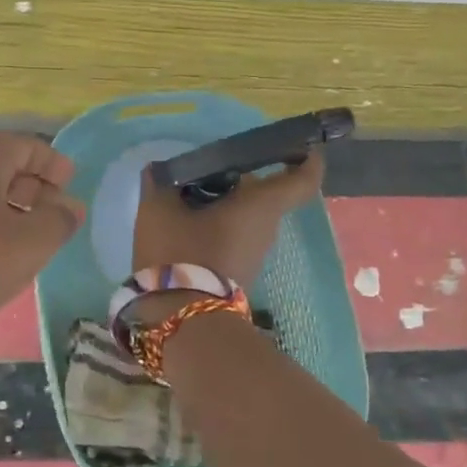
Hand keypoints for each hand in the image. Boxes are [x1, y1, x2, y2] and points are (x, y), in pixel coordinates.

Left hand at [0, 134, 85, 314]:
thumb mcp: (33, 241)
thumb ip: (60, 219)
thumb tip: (70, 207)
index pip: (26, 145)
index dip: (53, 164)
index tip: (71, 184)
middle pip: (1, 164)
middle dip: (32, 185)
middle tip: (53, 211)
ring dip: (7, 203)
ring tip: (27, 231)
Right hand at [132, 149, 324, 288]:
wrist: (182, 318)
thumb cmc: (180, 253)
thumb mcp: (159, 210)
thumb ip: (160, 184)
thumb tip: (158, 171)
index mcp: (260, 205)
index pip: (301, 180)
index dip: (308, 161)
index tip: (302, 147)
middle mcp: (266, 229)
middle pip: (265, 195)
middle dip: (241, 180)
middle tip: (205, 170)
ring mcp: (254, 255)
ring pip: (247, 218)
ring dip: (225, 205)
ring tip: (186, 197)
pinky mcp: (238, 273)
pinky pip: (234, 238)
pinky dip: (217, 226)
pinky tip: (185, 224)